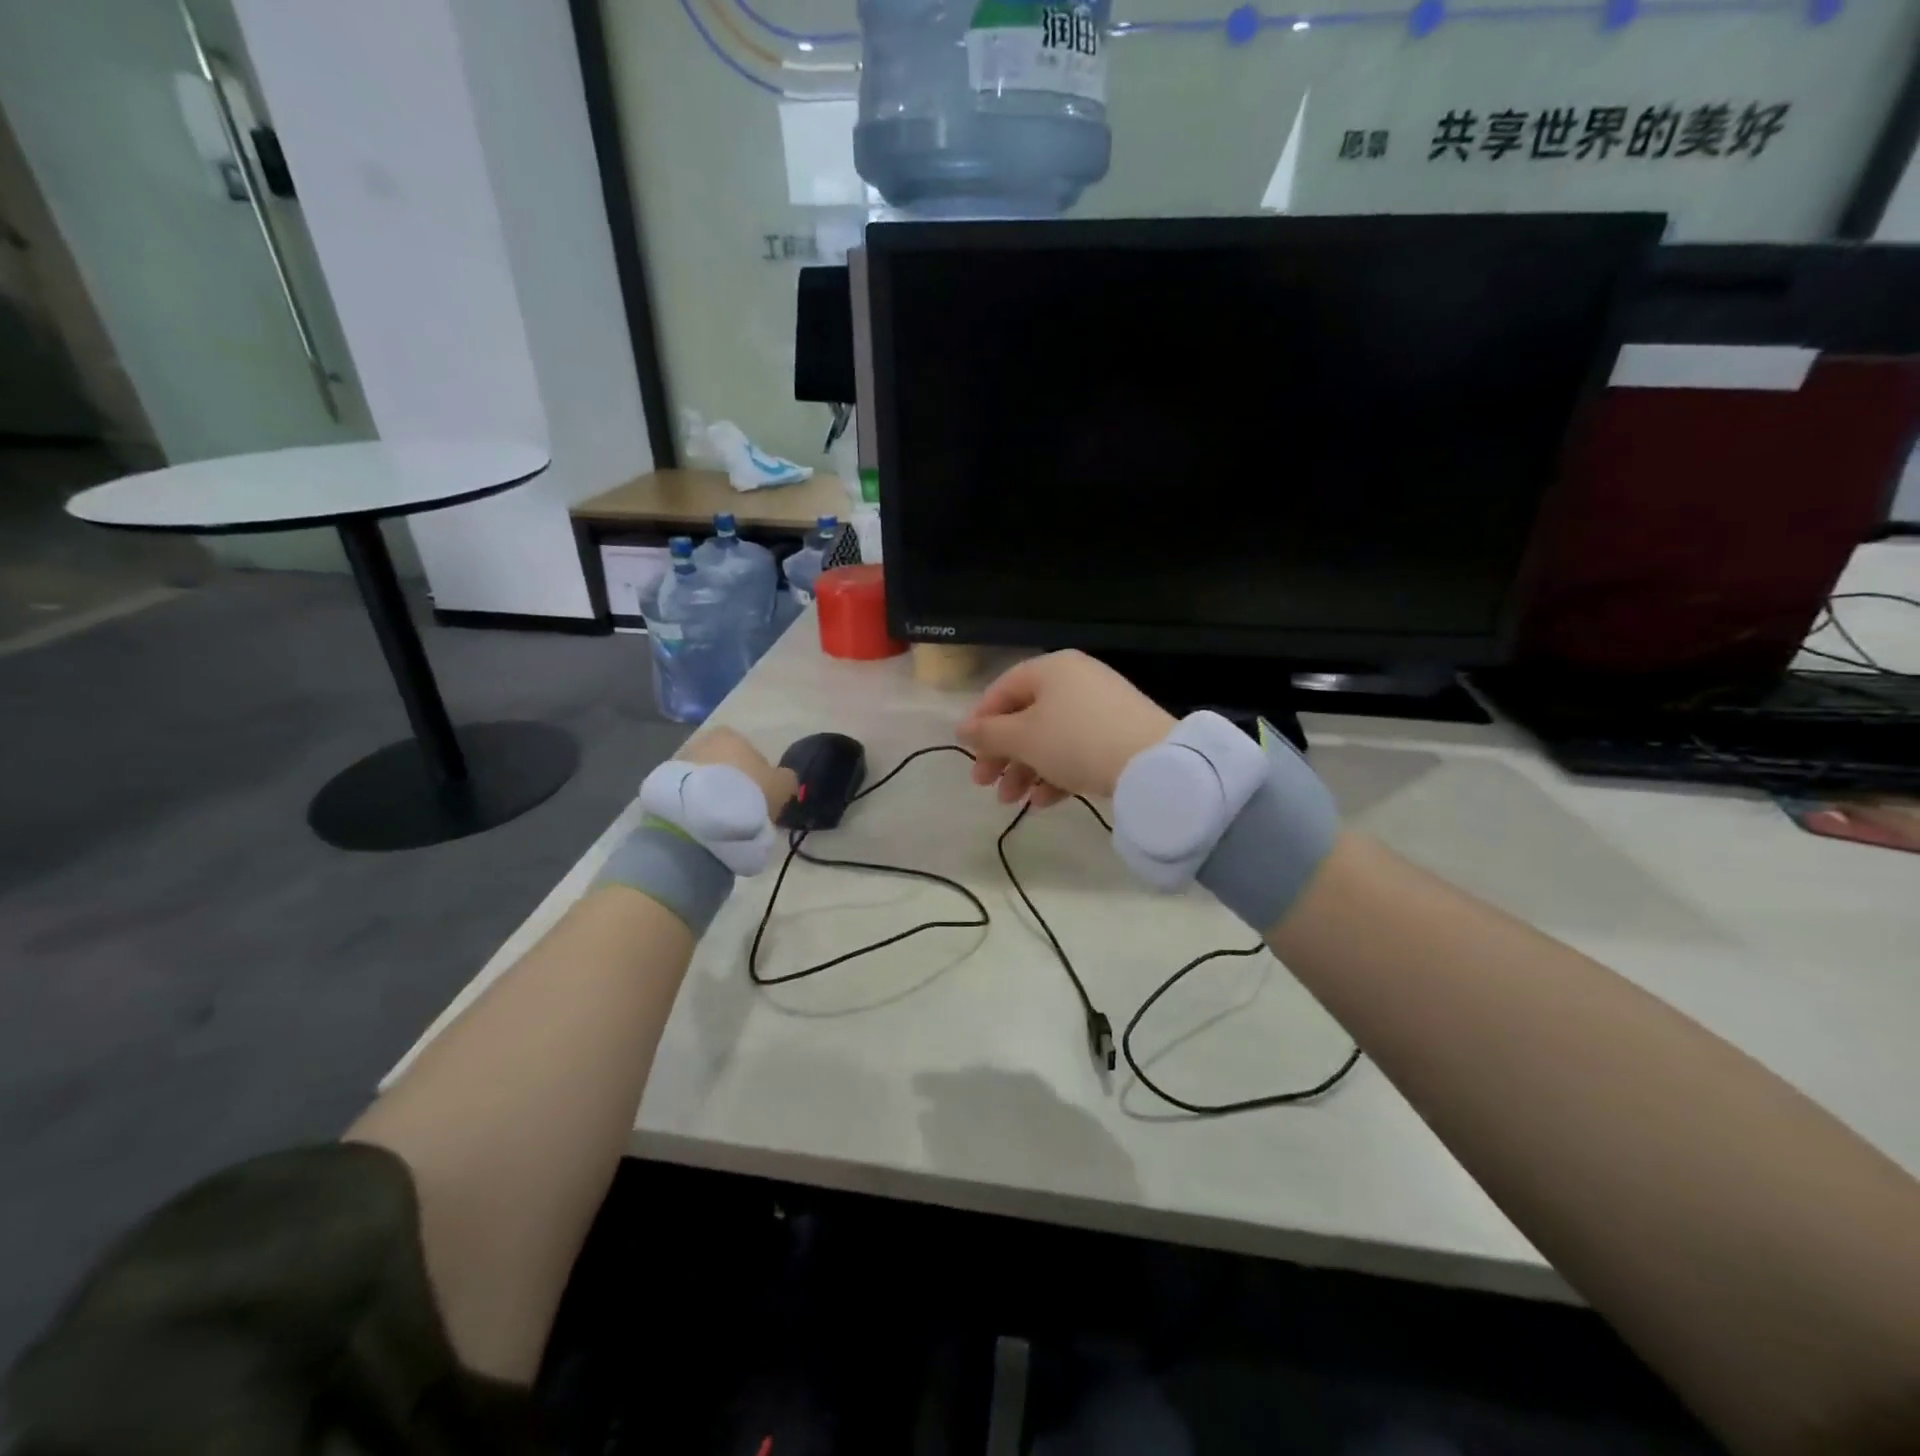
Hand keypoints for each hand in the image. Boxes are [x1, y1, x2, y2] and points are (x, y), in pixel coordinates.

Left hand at [680, 727, 796, 821]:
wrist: (701, 816)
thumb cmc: (748, 792)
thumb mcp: (783, 786)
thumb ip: (786, 778)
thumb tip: (783, 778)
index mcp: (731, 734)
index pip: (748, 750)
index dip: (756, 772)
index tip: (760, 793)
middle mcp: (701, 740)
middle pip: (723, 762)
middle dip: (730, 780)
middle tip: (741, 805)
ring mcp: (678, 761)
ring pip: (703, 777)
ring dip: (710, 792)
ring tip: (720, 817)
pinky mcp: (661, 785)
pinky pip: (687, 792)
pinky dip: (694, 803)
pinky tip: (703, 821)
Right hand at [957, 651, 1173, 807]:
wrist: (1153, 763)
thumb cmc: (1075, 740)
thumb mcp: (1023, 738)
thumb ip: (988, 734)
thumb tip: (961, 729)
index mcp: (1051, 669)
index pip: (1003, 690)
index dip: (980, 722)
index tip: (967, 754)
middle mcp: (1076, 680)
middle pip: (1026, 717)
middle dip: (1002, 755)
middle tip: (985, 785)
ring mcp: (1100, 707)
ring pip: (1050, 738)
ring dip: (1025, 770)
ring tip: (1011, 802)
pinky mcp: (1119, 734)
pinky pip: (1077, 750)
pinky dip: (1056, 773)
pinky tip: (1042, 803)